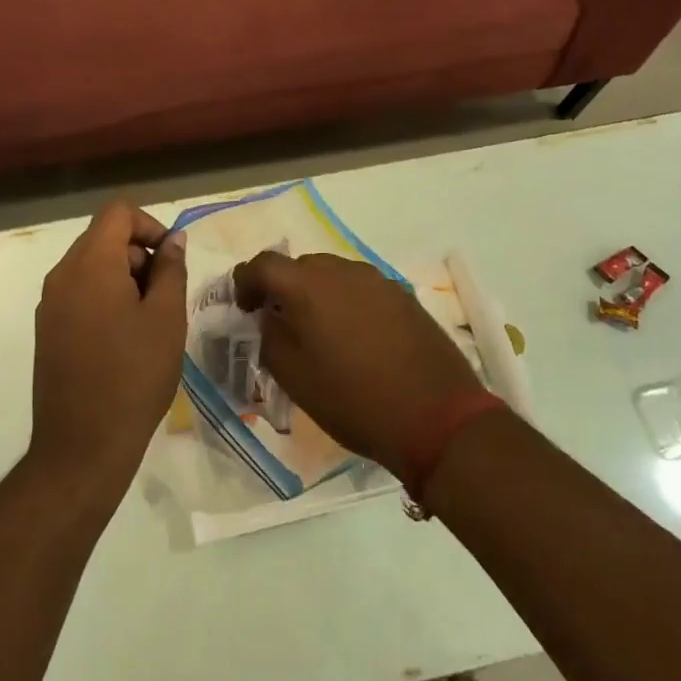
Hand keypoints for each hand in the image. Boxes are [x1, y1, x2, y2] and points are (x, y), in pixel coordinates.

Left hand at [30, 201, 186, 506]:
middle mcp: (62, 275)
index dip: (150, 225)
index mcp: (90, 264)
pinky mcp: (47, 329)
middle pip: (104, 237)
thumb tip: (173, 239)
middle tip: (165, 297)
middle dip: (140, 255)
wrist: (83, 446)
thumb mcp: (167, 317)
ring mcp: (50, 303)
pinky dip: (106, 298)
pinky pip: (80, 292)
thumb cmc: (134, 375)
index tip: (171, 260)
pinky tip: (125, 338)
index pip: (118, 212)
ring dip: (125, 278)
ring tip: (149, 321)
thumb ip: (171, 269)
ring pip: (93, 266)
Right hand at [233, 252, 482, 477]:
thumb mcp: (294, 377)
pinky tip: (355, 338)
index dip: (245, 282)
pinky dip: (347, 303)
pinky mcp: (402, 294)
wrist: (436, 415)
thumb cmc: (354, 399)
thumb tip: (270, 316)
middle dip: (283, 289)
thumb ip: (271, 336)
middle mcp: (341, 270)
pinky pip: (360, 289)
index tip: (244, 308)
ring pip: (332, 276)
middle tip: (281, 324)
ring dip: (317, 295)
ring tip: (320, 333)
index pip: (263, 264)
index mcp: (307, 285)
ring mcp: (376, 279)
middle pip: (299, 267)